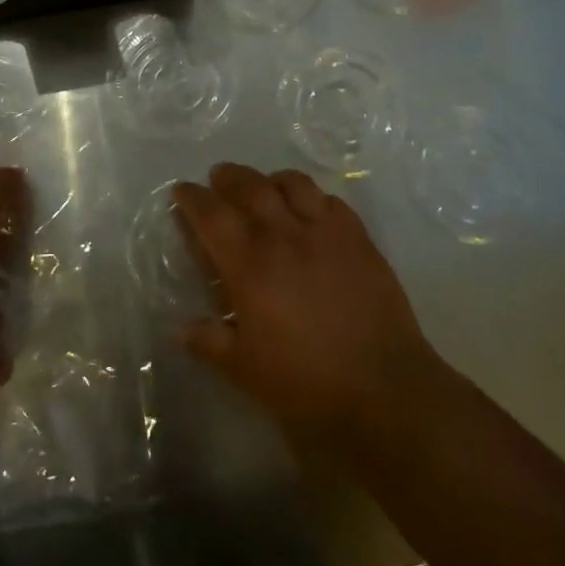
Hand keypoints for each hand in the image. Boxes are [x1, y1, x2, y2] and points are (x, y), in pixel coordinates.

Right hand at [174, 163, 446, 451]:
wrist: (384, 389)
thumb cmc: (306, 383)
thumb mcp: (245, 370)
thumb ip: (210, 343)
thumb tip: (180, 330)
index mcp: (250, 264)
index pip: (212, 215)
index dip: (193, 198)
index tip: (182, 191)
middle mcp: (285, 236)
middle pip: (251, 186)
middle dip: (229, 177)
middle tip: (218, 178)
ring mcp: (327, 233)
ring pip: (294, 184)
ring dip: (272, 179)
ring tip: (265, 187)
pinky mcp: (360, 240)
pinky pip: (332, 202)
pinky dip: (312, 197)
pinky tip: (311, 210)